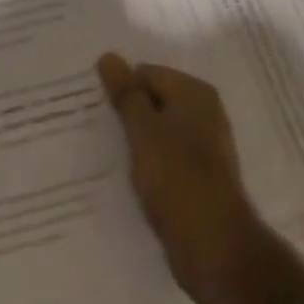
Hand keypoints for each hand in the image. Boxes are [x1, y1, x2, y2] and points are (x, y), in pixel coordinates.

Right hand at [98, 54, 258, 301]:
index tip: (90, 108)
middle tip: (88, 128)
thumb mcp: (145, 132)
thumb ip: (126, 94)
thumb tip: (109, 56)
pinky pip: (165, 158)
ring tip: (99, 154)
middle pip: (154, 100)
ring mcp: (203, 146)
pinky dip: (146, 164)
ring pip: (158, 131)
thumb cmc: (178, 180)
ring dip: (134, 141)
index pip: (147, 73)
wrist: (215, 247)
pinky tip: (125, 179)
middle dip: (125, 113)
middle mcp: (203, 112)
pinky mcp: (198, 177)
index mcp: (194, 93)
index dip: (119, 88)